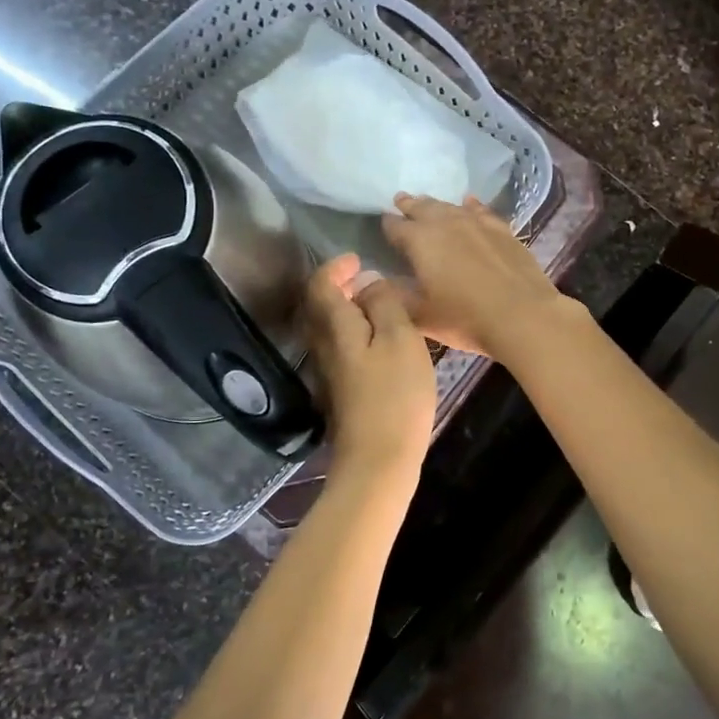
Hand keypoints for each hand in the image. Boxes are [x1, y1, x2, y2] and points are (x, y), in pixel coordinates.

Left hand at [303, 252, 437, 472]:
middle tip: (366, 278)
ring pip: (329, 329)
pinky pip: (340, 348)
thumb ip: (384, 303)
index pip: (320, 285)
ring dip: (346, 310)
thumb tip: (369, 283)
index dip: (336, 266)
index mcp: (335, 327)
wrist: (379, 459)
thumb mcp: (399, 338)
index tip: (358, 259)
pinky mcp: (340, 392)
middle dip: (338, 286)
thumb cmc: (395, 394)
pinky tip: (380, 341)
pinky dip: (354, 333)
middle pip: (319, 306)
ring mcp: (329, 371)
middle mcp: (323, 346)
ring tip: (377, 305)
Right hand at [380, 194, 582, 361]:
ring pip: (449, 206)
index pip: (395, 227)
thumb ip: (394, 296)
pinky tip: (468, 203)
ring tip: (427, 203)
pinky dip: (469, 206)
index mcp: (419, 241)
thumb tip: (373, 282)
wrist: (522, 315)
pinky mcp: (501, 229)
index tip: (382, 224)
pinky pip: (480, 210)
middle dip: (409, 205)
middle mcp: (445, 223)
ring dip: (435, 205)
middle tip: (400, 201)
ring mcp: (476, 222)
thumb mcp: (420, 316)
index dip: (386, 225)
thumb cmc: (464, 318)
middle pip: (421, 207)